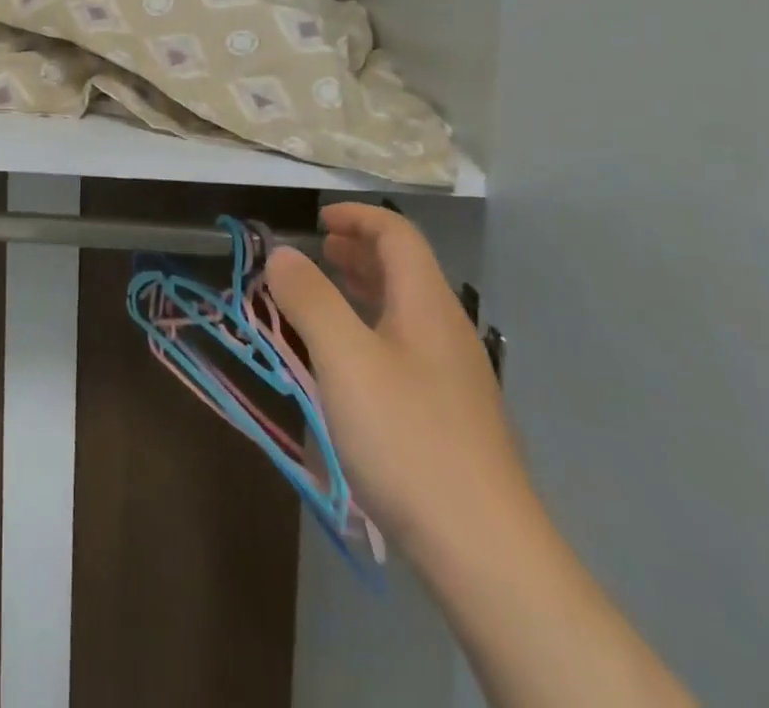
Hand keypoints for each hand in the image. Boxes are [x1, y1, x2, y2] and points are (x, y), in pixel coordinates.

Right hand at [265, 203, 532, 568]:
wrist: (486, 552)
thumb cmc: (408, 439)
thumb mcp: (345, 360)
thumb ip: (310, 299)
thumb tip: (282, 253)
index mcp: (427, 305)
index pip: (397, 235)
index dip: (358, 217)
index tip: (317, 220)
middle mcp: (446, 331)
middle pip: (406, 269)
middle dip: (359, 250)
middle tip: (317, 252)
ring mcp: (454, 376)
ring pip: (406, 310)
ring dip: (364, 290)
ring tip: (324, 295)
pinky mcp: (452, 416)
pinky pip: (407, 347)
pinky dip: (372, 329)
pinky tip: (350, 362)